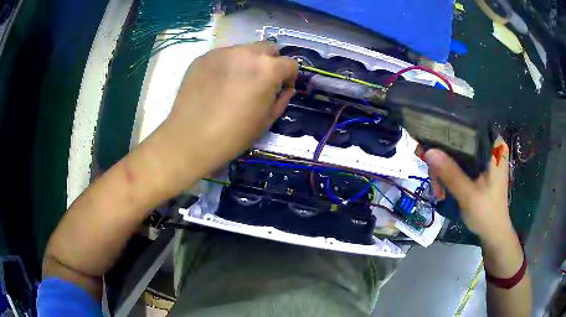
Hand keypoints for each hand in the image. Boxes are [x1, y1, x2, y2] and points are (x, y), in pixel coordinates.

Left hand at [148, 42, 297, 189]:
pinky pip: (222, 56)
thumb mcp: (266, 121)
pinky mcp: (203, 57)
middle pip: (268, 48)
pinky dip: (227, 65)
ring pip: (244, 49)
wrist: (191, 138)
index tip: (282, 88)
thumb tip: (286, 89)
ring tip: (236, 82)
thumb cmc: (233, 134)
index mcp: (267, 69)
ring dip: (248, 61)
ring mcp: (222, 52)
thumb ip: (281, 100)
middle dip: (271, 62)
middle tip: (261, 81)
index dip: (289, 77)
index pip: (290, 63)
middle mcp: (246, 53)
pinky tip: (217, 84)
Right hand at [424, 137, 512, 241]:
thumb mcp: (468, 195)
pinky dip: (451, 174)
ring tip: (439, 190)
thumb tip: (429, 151)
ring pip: (459, 153)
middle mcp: (490, 147)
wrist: (494, 233)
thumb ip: (451, 173)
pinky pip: (461, 163)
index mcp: (493, 147)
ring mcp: (485, 158)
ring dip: (445, 170)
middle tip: (433, 177)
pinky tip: (444, 188)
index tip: (431, 146)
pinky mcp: (480, 168)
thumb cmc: (487, 214)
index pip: (468, 127)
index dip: (447, 133)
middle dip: (444, 159)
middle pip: (460, 142)